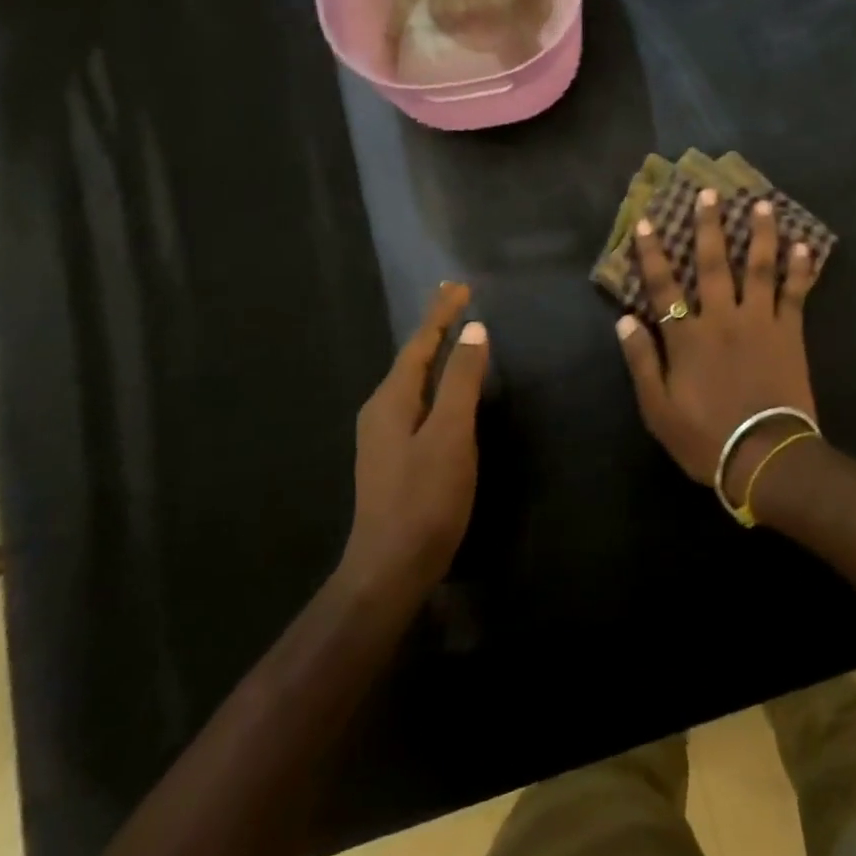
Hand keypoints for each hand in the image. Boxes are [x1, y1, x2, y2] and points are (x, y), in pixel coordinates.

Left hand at [343, 282, 489, 595]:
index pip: (420, 343)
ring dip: (433, 355)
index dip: (441, 314)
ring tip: (453, 335)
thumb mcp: (451, 435)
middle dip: (435, 328)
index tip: (460, 285)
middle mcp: (381, 410)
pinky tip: (445, 391)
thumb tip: (474, 330)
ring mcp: (383, 436)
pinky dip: (434, 382)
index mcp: (392, 399)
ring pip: (412, 381)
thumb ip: (462, 381)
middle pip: (412, 358)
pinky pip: (416, 402)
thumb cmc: (424, 499)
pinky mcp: (393, 457)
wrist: (389, 569)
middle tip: (457, 301)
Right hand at [616, 191, 818, 504]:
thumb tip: (625, 320)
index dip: (653, 253)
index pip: (663, 286)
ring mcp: (759, 322)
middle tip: (709, 193)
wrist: (764, 456)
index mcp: (687, 337)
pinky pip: (795, 294)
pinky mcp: (789, 333)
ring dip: (759, 234)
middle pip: (712, 264)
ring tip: (762, 205)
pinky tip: (804, 247)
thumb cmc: (705, 437)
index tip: (647, 222)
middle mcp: (721, 318)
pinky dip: (799, 270)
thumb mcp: (657, 409)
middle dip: (708, 226)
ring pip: (758, 268)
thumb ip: (641, 361)